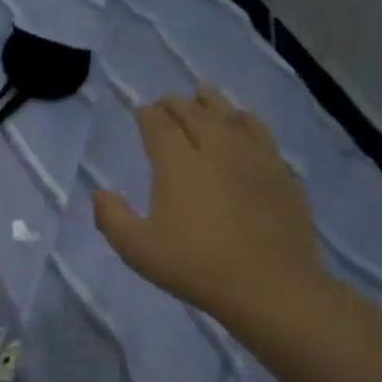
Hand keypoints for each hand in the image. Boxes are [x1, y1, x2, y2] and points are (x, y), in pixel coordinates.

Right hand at [92, 86, 328, 324]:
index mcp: (178, 164)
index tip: (140, 110)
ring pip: (231, 117)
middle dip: (176, 104)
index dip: (147, 114)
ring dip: (213, 103)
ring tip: (204, 94)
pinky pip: (261, 133)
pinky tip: (245, 123)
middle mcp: (216, 150)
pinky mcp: (281, 174)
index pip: (159, 126)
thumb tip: (100, 192)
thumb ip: (111, 217)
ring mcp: (254, 159)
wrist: (270, 286)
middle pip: (195, 113)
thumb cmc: (195, 266)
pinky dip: (246, 121)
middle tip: (165, 102)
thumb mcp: (137, 249)